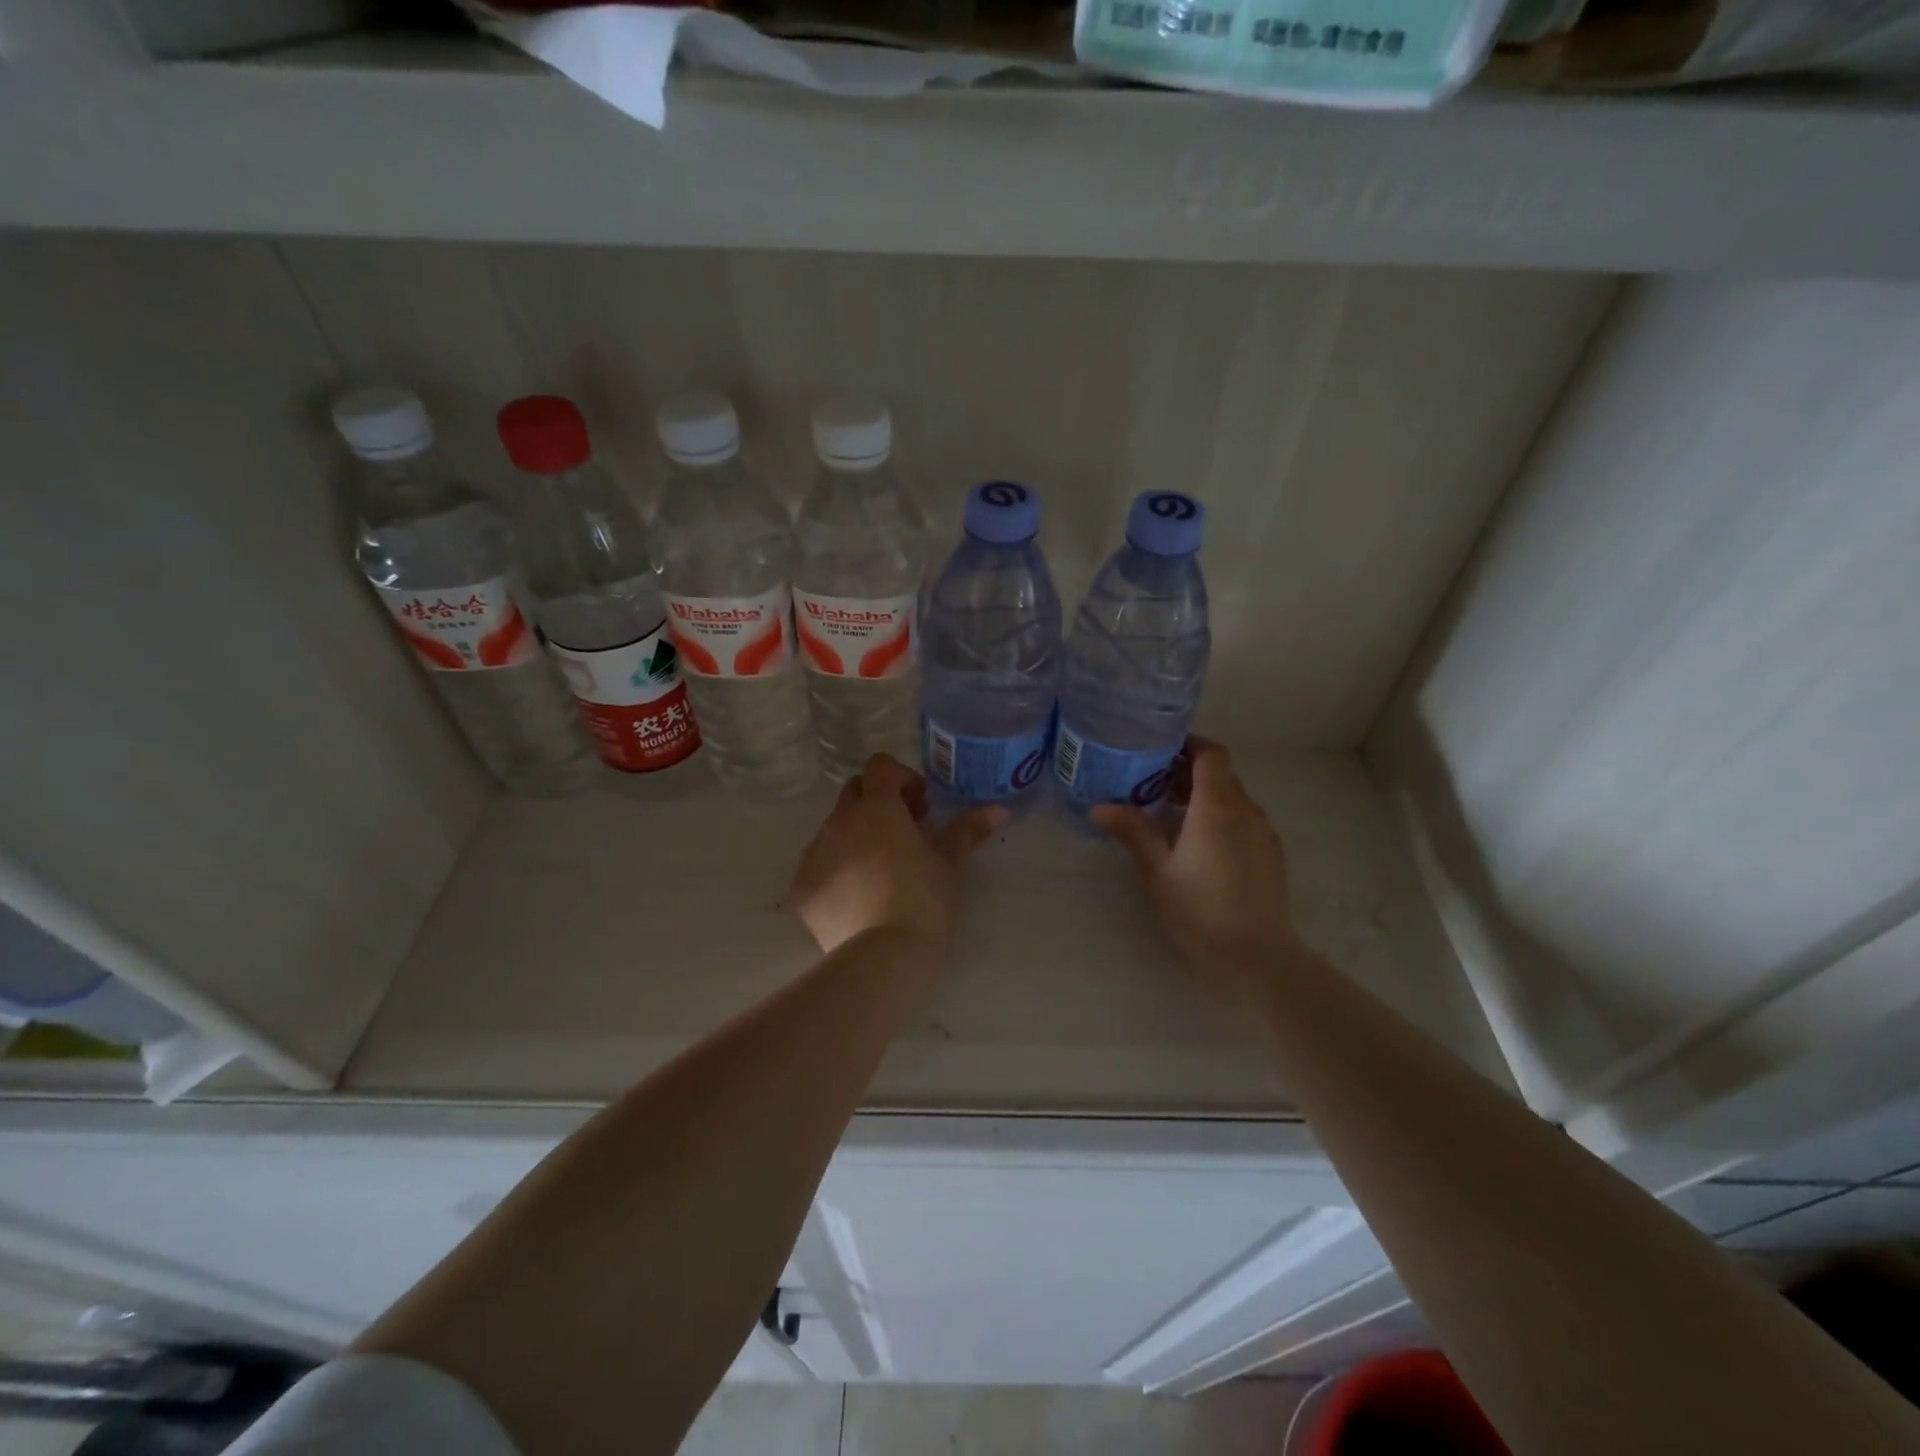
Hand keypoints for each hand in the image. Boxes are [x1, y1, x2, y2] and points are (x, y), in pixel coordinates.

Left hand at [790, 754, 1006, 958]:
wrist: (883, 958)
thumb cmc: (923, 900)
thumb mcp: (949, 863)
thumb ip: (968, 830)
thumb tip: (998, 810)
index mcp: (876, 808)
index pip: (879, 766)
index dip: (900, 777)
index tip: (919, 806)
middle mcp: (839, 822)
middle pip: (853, 792)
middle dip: (877, 802)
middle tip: (904, 832)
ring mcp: (815, 854)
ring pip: (834, 829)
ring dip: (856, 835)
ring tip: (881, 870)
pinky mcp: (802, 887)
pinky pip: (818, 864)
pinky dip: (837, 869)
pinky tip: (858, 897)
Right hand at [1091, 738, 1298, 1003]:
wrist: (1257, 958)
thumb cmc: (1200, 910)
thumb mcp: (1157, 871)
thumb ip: (1132, 832)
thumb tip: (1099, 807)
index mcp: (1218, 806)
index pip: (1211, 754)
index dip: (1187, 745)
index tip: (1158, 749)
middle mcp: (1247, 810)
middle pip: (1220, 775)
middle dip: (1187, 772)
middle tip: (1151, 782)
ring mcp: (1264, 833)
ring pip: (1233, 798)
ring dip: (1203, 796)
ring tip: (1168, 813)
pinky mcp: (1271, 855)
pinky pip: (1243, 820)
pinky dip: (1220, 817)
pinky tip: (1197, 844)